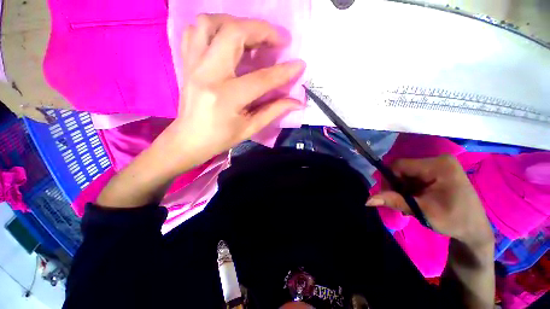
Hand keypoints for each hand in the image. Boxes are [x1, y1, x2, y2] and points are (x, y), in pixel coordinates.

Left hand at [170, 14, 304, 164]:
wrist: (189, 139)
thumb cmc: (221, 138)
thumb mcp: (250, 128)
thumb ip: (274, 111)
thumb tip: (297, 102)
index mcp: (227, 97)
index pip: (261, 79)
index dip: (283, 71)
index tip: (299, 64)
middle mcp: (208, 74)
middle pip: (233, 34)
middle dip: (262, 30)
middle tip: (278, 40)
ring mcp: (193, 65)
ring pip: (210, 23)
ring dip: (236, 23)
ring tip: (252, 35)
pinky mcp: (187, 63)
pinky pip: (195, 31)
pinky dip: (214, 27)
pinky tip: (227, 39)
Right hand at [366, 155, 493, 245]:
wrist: (475, 230)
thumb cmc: (454, 221)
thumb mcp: (422, 211)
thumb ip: (394, 201)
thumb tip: (367, 200)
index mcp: (439, 166)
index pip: (400, 165)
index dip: (389, 179)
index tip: (390, 196)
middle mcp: (439, 160)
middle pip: (403, 169)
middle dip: (398, 186)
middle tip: (402, 203)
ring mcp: (440, 165)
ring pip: (407, 174)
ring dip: (404, 189)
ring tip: (411, 204)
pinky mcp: (439, 171)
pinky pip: (415, 176)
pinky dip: (411, 188)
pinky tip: (416, 200)